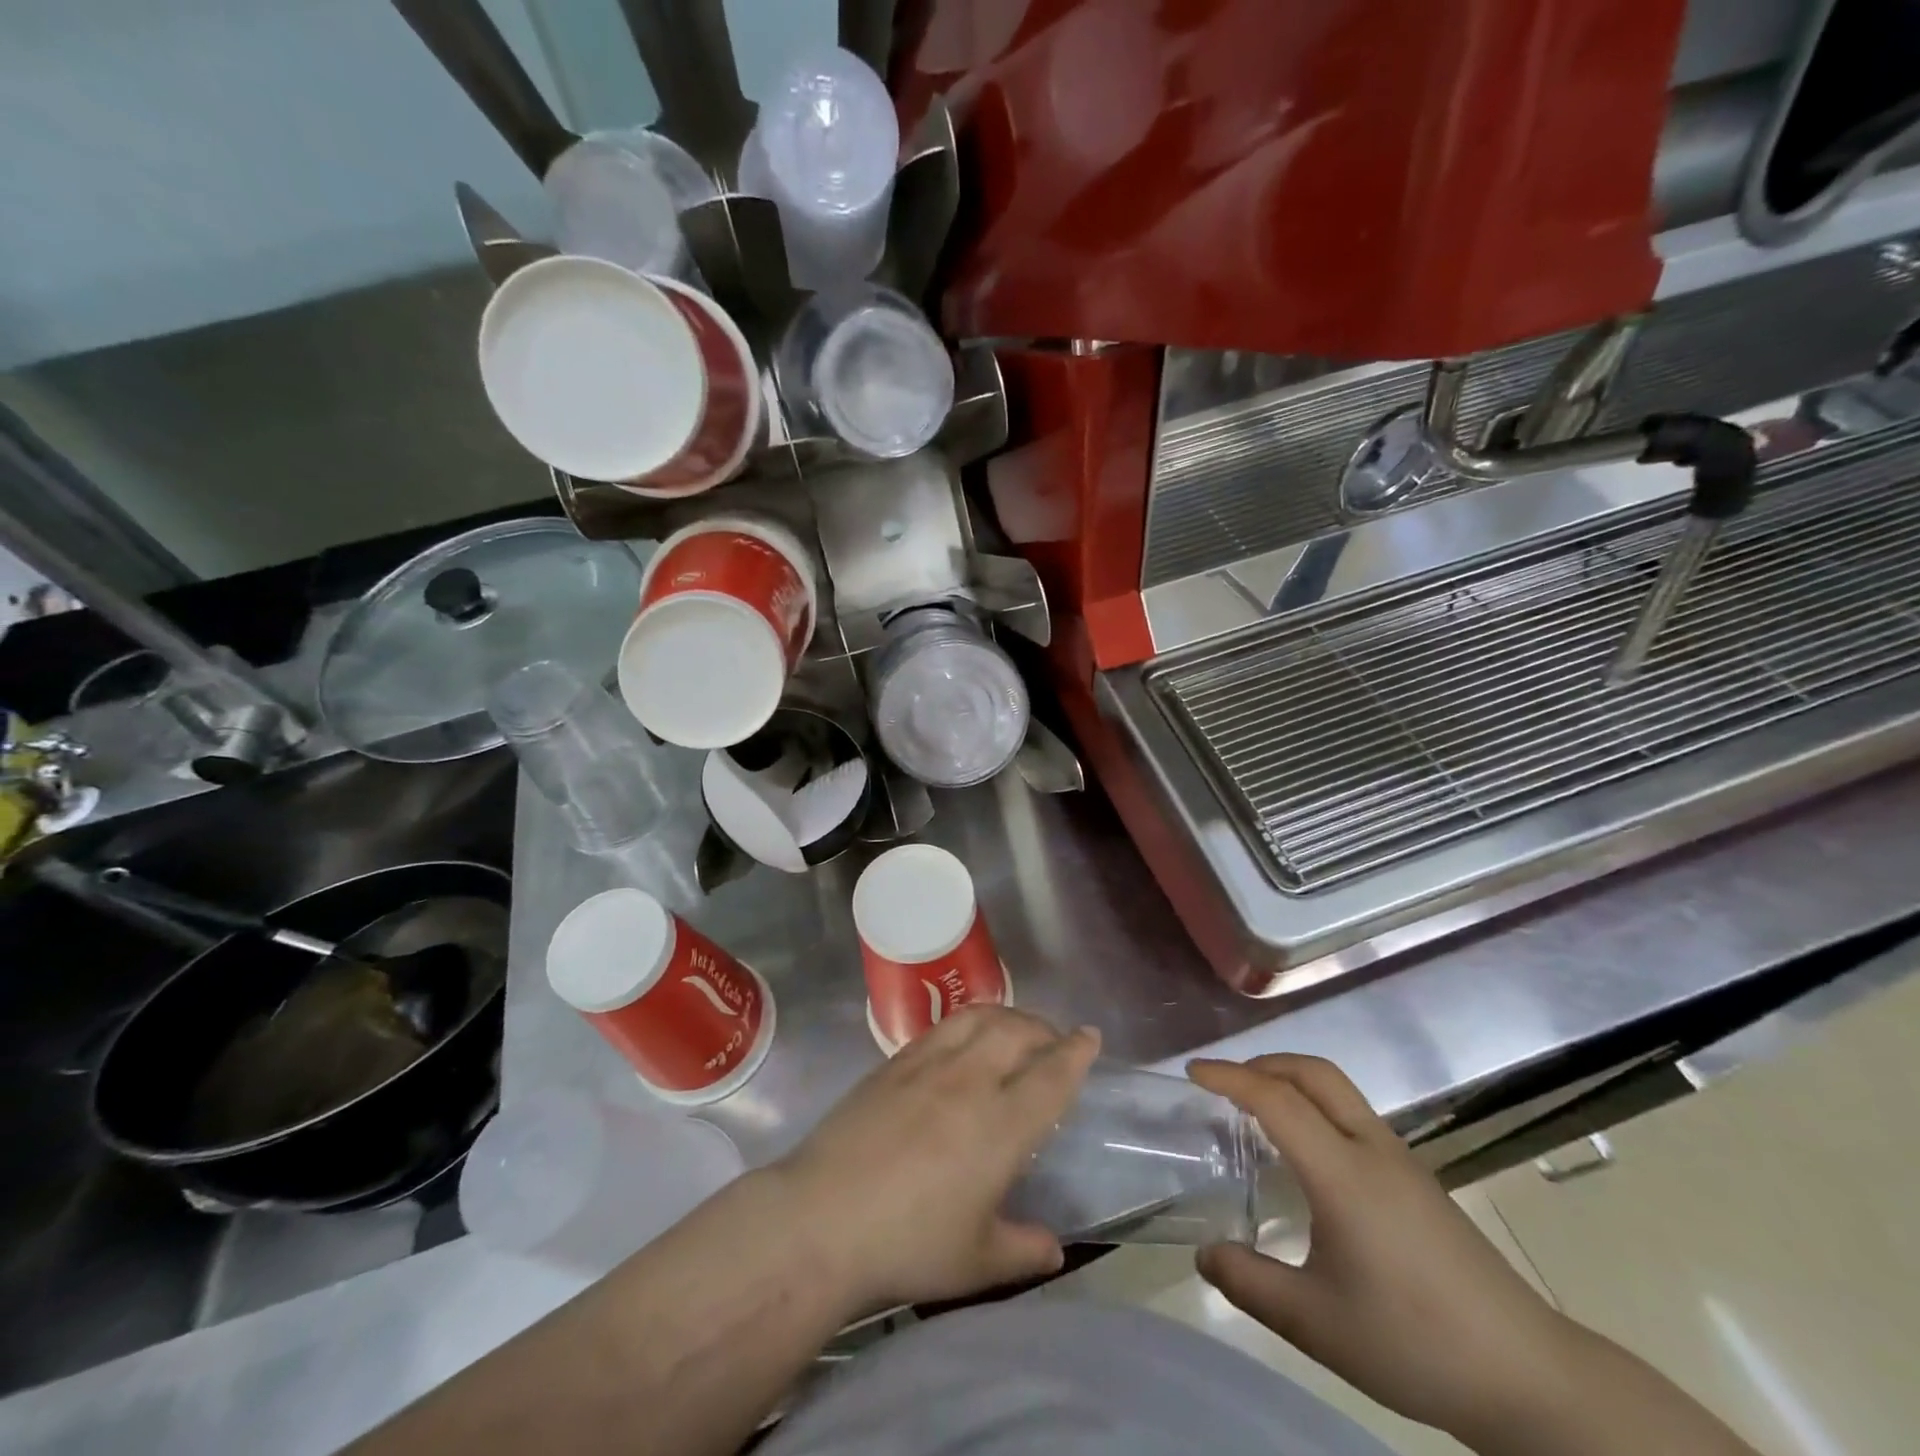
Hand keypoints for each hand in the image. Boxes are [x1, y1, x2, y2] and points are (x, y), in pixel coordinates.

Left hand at [771, 1006, 1100, 1318]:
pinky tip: (964, 1037)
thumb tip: (1054, 1248)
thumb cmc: (908, 1245)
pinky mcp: (894, 1062)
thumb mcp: (977, 1263)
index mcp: (1002, 1126)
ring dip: (1007, 1015)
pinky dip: (968, 1021)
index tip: (1090, 1036)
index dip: (1075, 1053)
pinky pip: (942, 1026)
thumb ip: (1023, 1251)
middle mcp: (971, 1081)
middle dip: (1044, 1029)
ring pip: (979, 1017)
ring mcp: (929, 1064)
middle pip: (1018, 1032)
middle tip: (1054, 1040)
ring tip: (1015, 1028)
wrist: (823, 1219)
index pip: (1051, 1076)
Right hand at [1189, 1055, 1581, 1446]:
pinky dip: (1315, 1105)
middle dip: (1264, 1063)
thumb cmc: (1415, 1340)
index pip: (1276, 1099)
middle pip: (1315, 1072)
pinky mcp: (1417, 1179)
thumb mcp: (1318, 1324)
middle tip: (1224, 1083)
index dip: (1229, 1077)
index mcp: (1343, 1172)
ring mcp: (1400, 1160)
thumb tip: (1204, 1255)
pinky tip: (1305, 1153)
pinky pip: (1353, 1114)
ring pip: (1338, 1089)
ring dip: (1291, 1080)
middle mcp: (1372, 1149)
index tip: (1192, 1071)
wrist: (1528, 1375)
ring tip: (1256, 1110)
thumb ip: (1251, 1284)